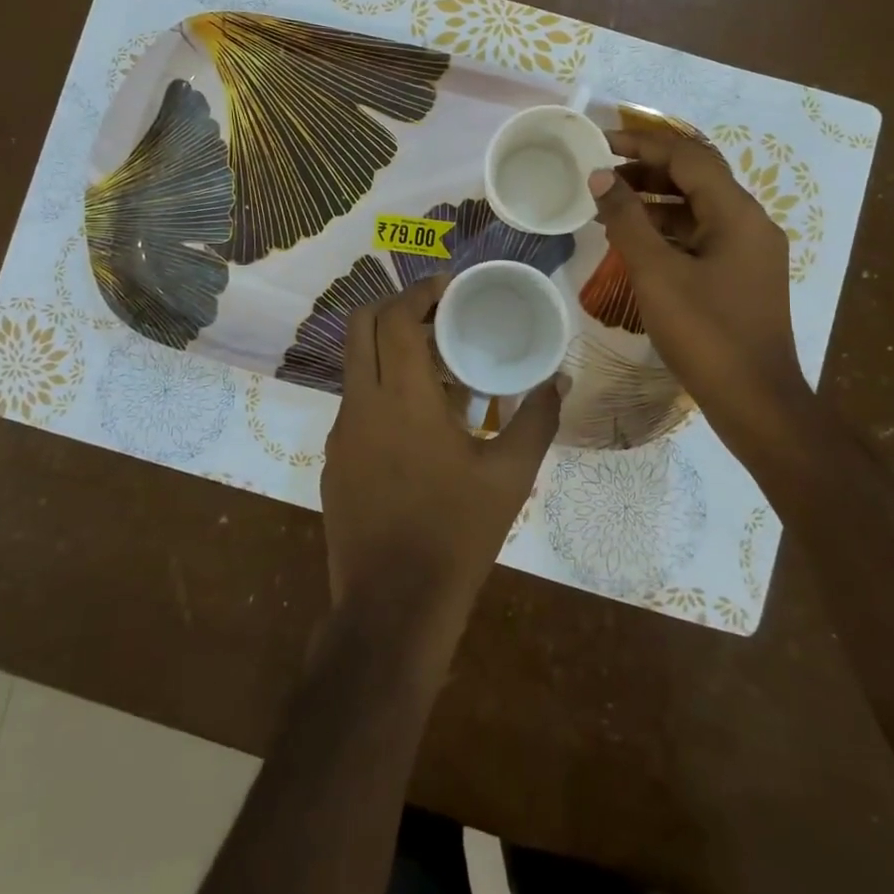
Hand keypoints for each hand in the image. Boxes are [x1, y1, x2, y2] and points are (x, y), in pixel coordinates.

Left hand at [321, 275, 561, 663]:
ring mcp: (341, 433)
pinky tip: (417, 422)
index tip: (447, 286)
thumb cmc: (457, 533)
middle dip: (394, 306)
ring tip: (435, 366)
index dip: (419, 291)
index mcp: (401, 397)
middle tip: (436, 314)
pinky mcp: (333, 460)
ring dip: (388, 349)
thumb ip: (538, 418)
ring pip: (355, 365)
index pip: (395, 317)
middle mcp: (361, 403)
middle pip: (359, 325)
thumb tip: (560, 380)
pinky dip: (381, 388)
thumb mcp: (510, 475)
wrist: (393, 606)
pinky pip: (355, 404)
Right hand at [588, 127, 805, 438]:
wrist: (755, 402)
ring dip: (655, 202)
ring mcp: (750, 252)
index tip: (600, 143)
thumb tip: (600, 176)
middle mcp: (750, 223)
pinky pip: (702, 237)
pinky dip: (668, 231)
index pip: (688, 157)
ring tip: (608, 206)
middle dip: (647, 171)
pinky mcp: (742, 276)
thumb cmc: (705, 333)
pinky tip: (636, 242)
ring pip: (698, 210)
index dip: (642, 145)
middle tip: (600, 174)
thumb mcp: (656, 272)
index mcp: (737, 213)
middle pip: (696, 179)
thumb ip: (626, 219)